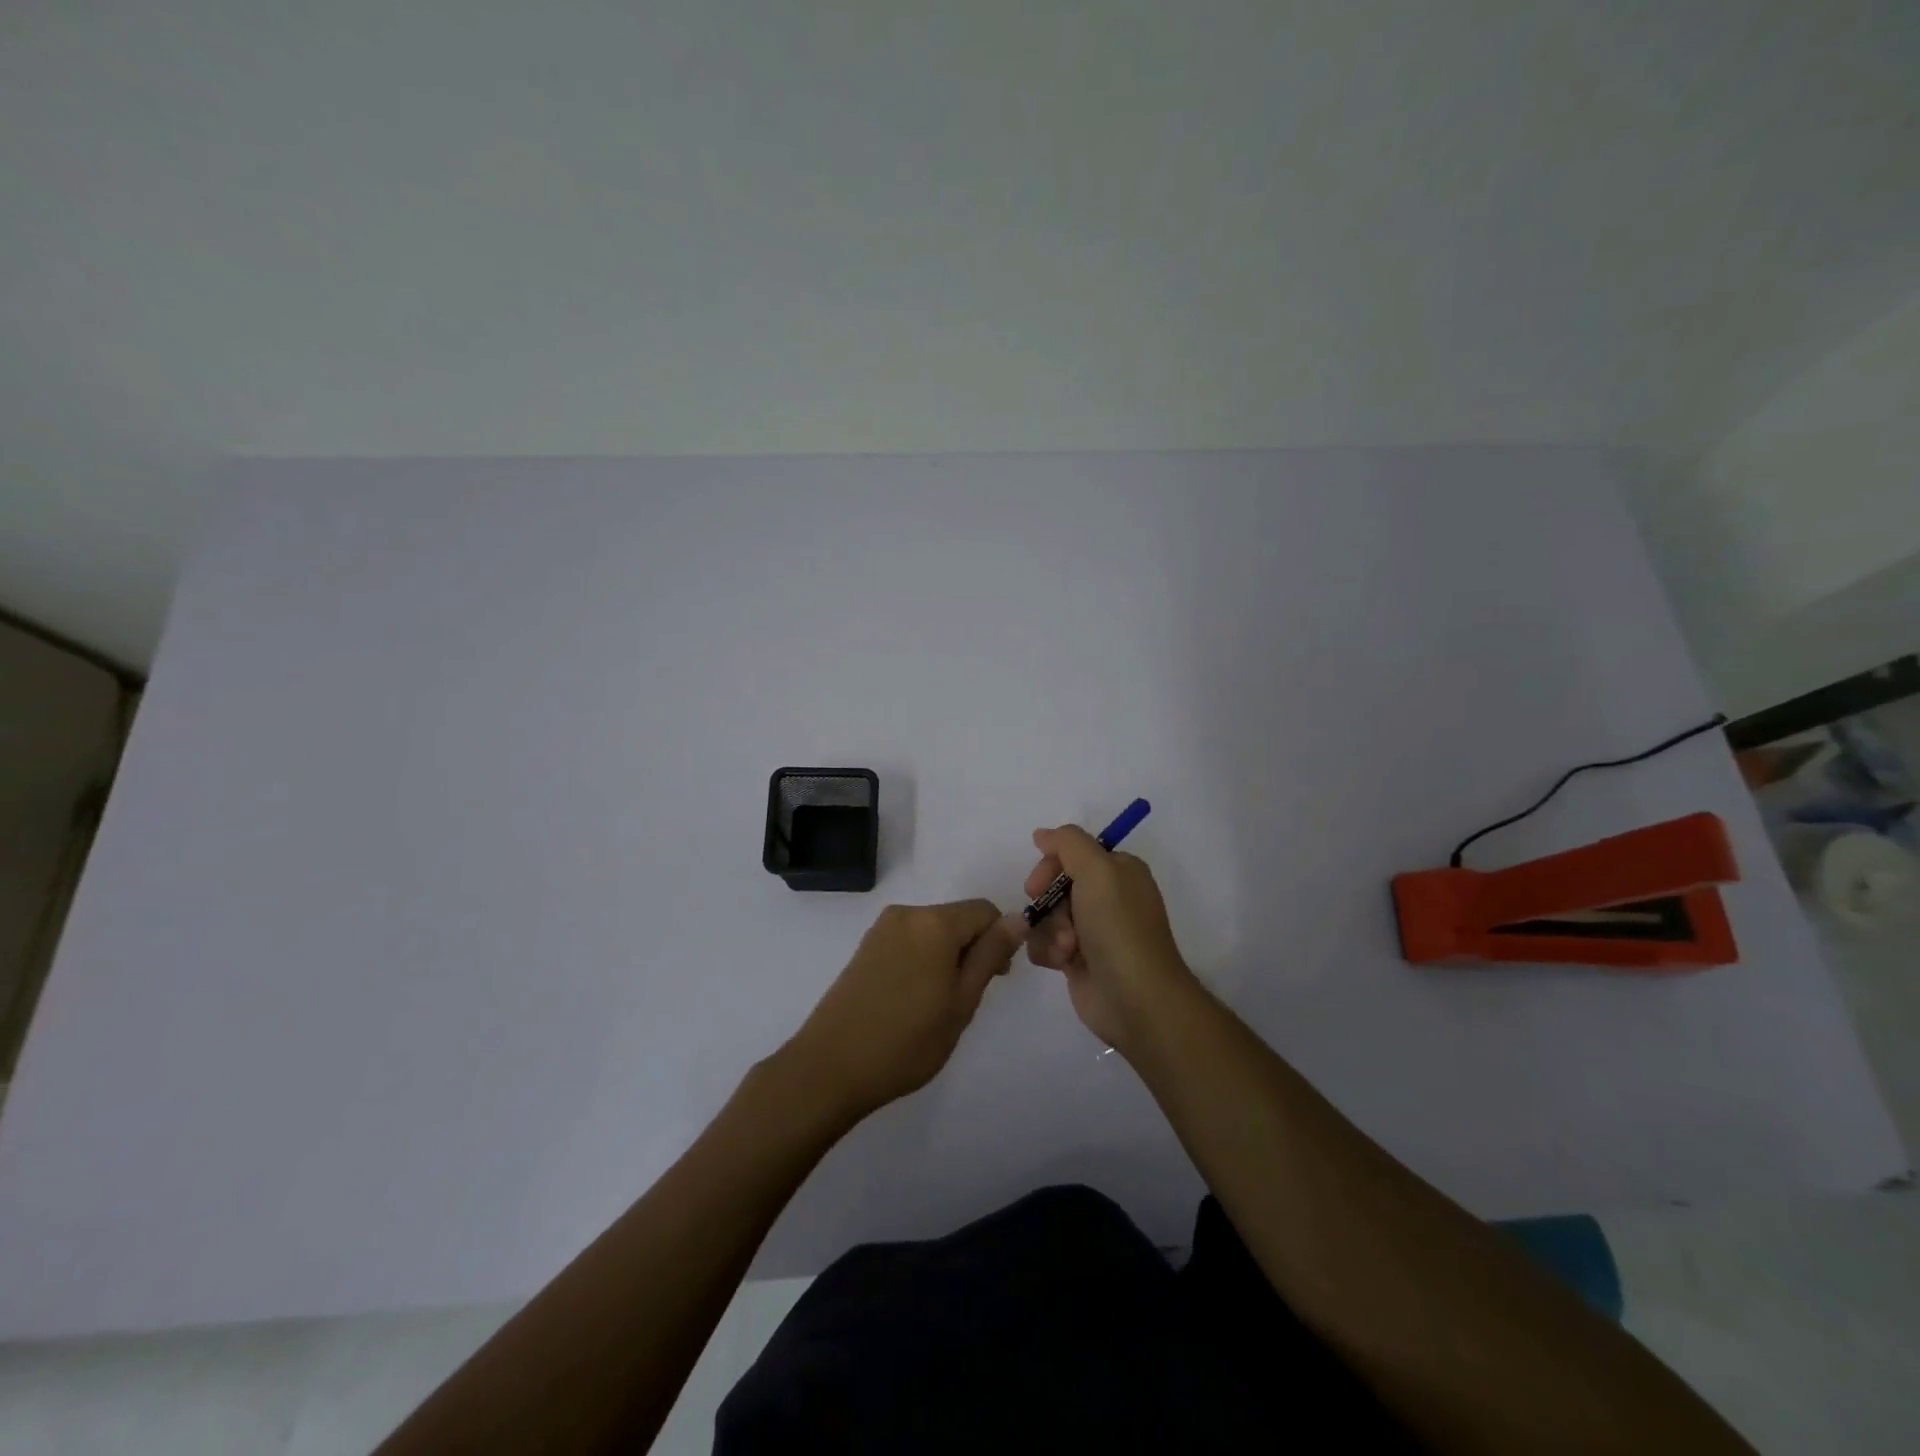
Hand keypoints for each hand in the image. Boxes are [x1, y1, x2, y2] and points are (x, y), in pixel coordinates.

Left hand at [784, 901, 1023, 1122]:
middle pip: (957, 918)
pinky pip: (910, 941)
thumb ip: (990, 955)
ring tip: (938, 1005)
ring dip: (947, 957)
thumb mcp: (962, 1001)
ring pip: (933, 931)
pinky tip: (913, 999)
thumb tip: (1018, 918)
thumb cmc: (907, 1040)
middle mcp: (907, 913)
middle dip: (972, 949)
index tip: (995, 979)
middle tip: (966, 999)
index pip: (985, 911)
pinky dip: (923, 960)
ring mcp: (881, 929)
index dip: (999, 940)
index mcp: (935, 922)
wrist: (831, 1067)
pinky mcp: (866, 947)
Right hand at [1023, 825, 1194, 1054]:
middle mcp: (1107, 897)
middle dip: (1049, 902)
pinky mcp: (1078, 960)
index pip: (1073, 852)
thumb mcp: (1098, 870)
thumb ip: (1068, 842)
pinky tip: (1063, 964)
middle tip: (1051, 915)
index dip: (1051, 865)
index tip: (1038, 883)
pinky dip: (1049, 951)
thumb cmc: (1118, 927)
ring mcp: (1092, 930)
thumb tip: (1043, 835)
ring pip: (1047, 915)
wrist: (1135, 999)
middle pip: (1056, 884)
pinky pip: (1046, 943)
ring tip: (1067, 948)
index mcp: (1120, 871)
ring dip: (1049, 930)